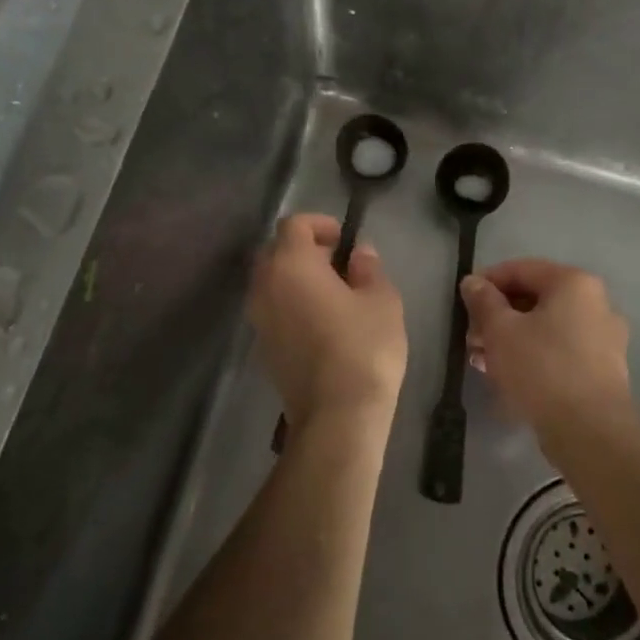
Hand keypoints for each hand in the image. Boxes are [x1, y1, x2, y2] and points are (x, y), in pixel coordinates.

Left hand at [249, 214, 406, 435]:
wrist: (337, 415)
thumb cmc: (363, 347)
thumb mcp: (381, 300)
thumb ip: (368, 269)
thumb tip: (359, 253)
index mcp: (291, 264)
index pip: (294, 225)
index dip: (319, 225)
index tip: (343, 239)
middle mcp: (265, 285)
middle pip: (276, 251)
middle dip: (304, 249)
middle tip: (338, 263)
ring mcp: (259, 318)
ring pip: (271, 281)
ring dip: (296, 277)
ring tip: (331, 293)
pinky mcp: (262, 346)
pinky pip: (272, 308)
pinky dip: (291, 303)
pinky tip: (320, 321)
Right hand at [460, 259, 631, 440]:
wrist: (591, 431)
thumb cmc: (542, 368)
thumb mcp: (501, 330)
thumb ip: (483, 301)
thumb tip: (473, 282)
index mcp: (574, 283)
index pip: (521, 269)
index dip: (487, 281)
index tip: (463, 301)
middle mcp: (595, 303)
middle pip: (535, 298)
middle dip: (498, 315)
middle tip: (471, 336)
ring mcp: (604, 337)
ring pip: (546, 326)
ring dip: (511, 338)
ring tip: (481, 360)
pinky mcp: (603, 369)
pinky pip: (560, 349)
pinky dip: (533, 355)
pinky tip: (507, 375)